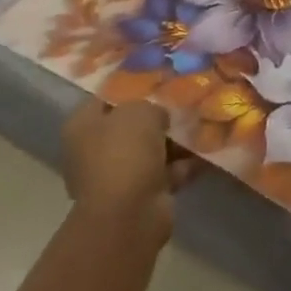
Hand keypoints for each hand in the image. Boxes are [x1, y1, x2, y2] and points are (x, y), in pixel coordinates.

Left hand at [60, 98, 195, 250]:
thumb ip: (151, 105)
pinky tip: (208, 149)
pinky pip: (166, 171)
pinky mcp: (140, 195)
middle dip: (158, 115)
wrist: (129, 213)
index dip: (132, 85)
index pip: (107, 97)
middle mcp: (94, 151)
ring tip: (204, 121)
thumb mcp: (140, 111)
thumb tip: (160, 117)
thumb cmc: (125, 152)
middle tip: (186, 99)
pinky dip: (184, 163)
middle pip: (131, 125)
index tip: (160, 77)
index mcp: (82, 127)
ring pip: (151, 149)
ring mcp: (117, 175)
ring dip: (175, 140)